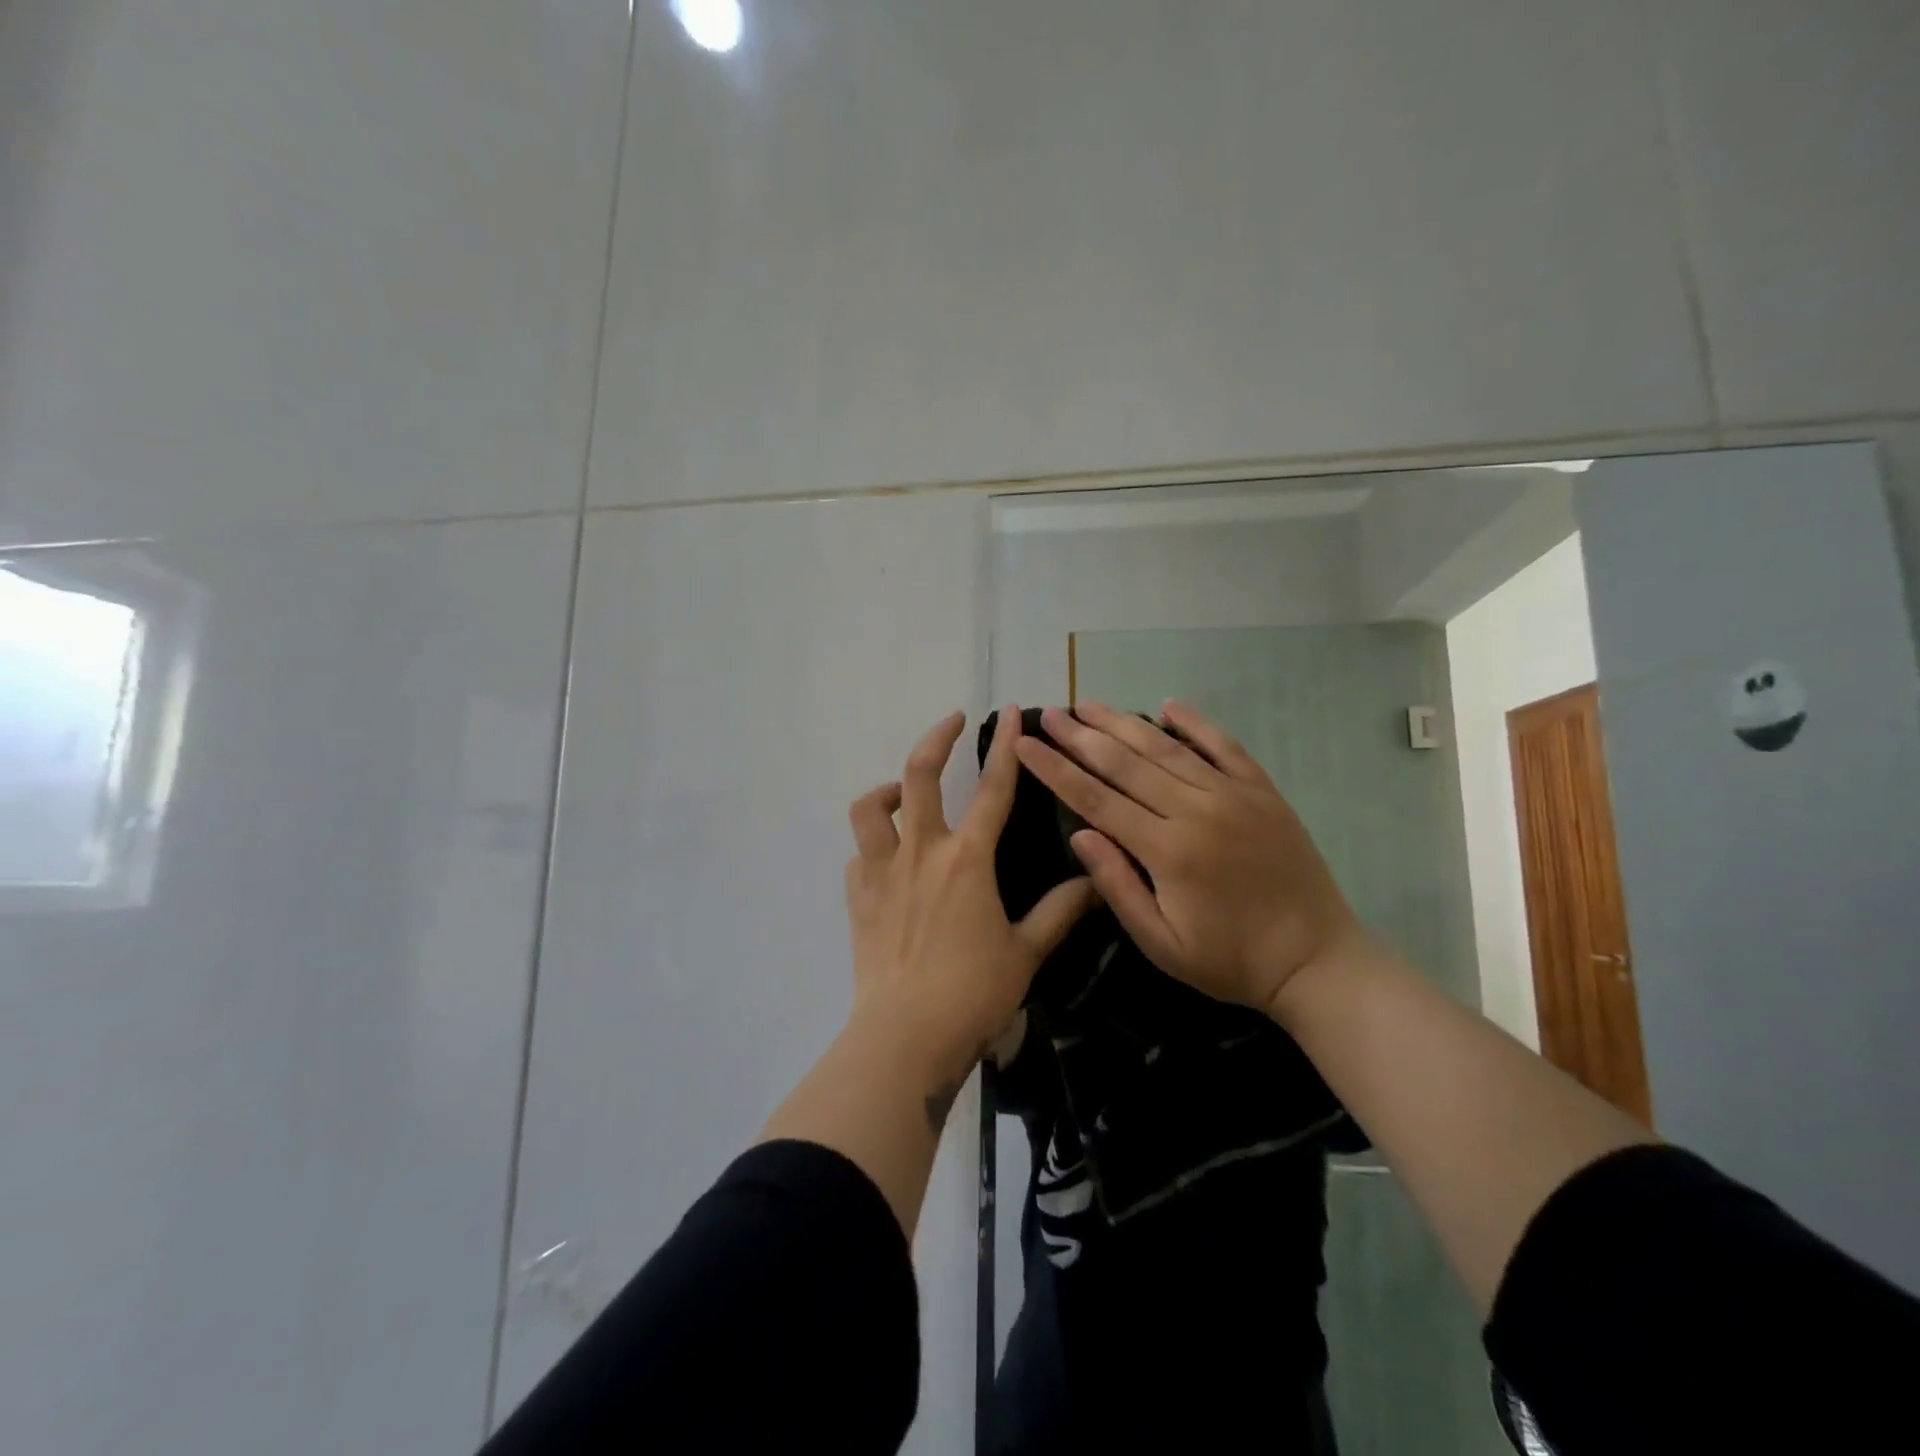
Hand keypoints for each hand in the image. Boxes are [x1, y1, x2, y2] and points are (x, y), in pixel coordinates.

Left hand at [845, 708, 1096, 1104]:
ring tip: (904, 794)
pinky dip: (872, 847)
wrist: (905, 1036)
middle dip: (936, 738)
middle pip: (920, 774)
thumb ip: (1060, 911)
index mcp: (968, 859)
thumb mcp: (1026, 951)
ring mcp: (882, 872)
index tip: (1009, 711)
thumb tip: (1095, 880)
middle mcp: (921, 851)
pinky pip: (858, 856)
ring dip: (887, 791)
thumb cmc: (973, 993)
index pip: (993, 789)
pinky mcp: (856, 897)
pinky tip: (887, 862)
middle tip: (951, 722)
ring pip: (870, 808)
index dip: (1004, 746)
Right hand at [1013, 700, 1362, 1017]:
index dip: (1055, 769)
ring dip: (1123, 723)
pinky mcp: (1263, 791)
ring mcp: (1234, 794)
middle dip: (1081, 736)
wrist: (1317, 960)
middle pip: (1126, 763)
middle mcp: (1197, 810)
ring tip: (1089, 704)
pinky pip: (1224, 746)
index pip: (1096, 798)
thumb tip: (1079, 833)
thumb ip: (1117, 886)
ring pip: (1167, 748)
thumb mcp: (1162, 943)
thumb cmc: (1229, 961)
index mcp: (1168, 851)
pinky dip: (1195, 723)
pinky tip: (1168, 704)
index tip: (1025, 744)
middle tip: (1049, 714)